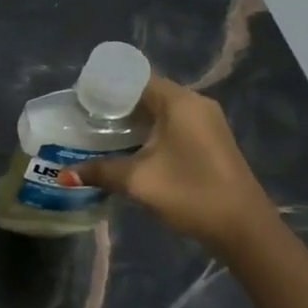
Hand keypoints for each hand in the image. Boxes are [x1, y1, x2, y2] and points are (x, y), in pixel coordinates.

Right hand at [60, 76, 274, 253]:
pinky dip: (149, 132)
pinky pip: (172, 125)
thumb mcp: (138, 181)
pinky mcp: (210, 141)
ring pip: (159, 111)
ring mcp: (206, 122)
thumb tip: (64, 174)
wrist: (244, 229)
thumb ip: (100, 171)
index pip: (135, 79)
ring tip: (100, 134)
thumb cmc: (190, 192)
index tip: (80, 100)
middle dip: (115, 106)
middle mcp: (195, 103)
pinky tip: (130, 149)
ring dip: (132, 121)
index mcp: (179, 101)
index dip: (105, 87)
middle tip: (84, 118)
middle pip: (146, 93)